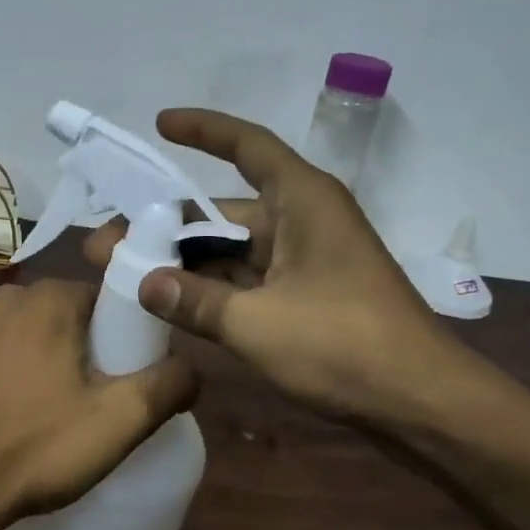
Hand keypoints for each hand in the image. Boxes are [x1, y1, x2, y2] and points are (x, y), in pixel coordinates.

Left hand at [0, 280, 199, 529]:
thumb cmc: (39, 446)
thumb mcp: (120, 420)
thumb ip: (168, 384)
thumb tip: (192, 368)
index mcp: (48, 298)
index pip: (104, 299)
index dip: (122, 334)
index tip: (126, 373)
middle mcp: (6, 299)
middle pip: (67, 314)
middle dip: (86, 347)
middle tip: (97, 397)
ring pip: (30, 333)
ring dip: (47, 359)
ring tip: (56, 409)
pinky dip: (11, 372)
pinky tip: (14, 412)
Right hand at [83, 108, 476, 428]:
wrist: (422, 405)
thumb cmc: (344, 346)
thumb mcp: (256, 323)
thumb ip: (193, 300)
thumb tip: (143, 284)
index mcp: (302, 200)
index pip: (247, 147)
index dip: (203, 130)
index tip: (159, 125)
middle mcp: (302, 220)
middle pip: (223, 212)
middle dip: (165, 226)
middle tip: (106, 243)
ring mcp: (304, 260)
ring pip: (230, 250)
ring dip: (182, 262)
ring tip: (123, 275)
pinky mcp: (305, 296)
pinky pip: (246, 280)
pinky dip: (209, 289)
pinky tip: (167, 303)